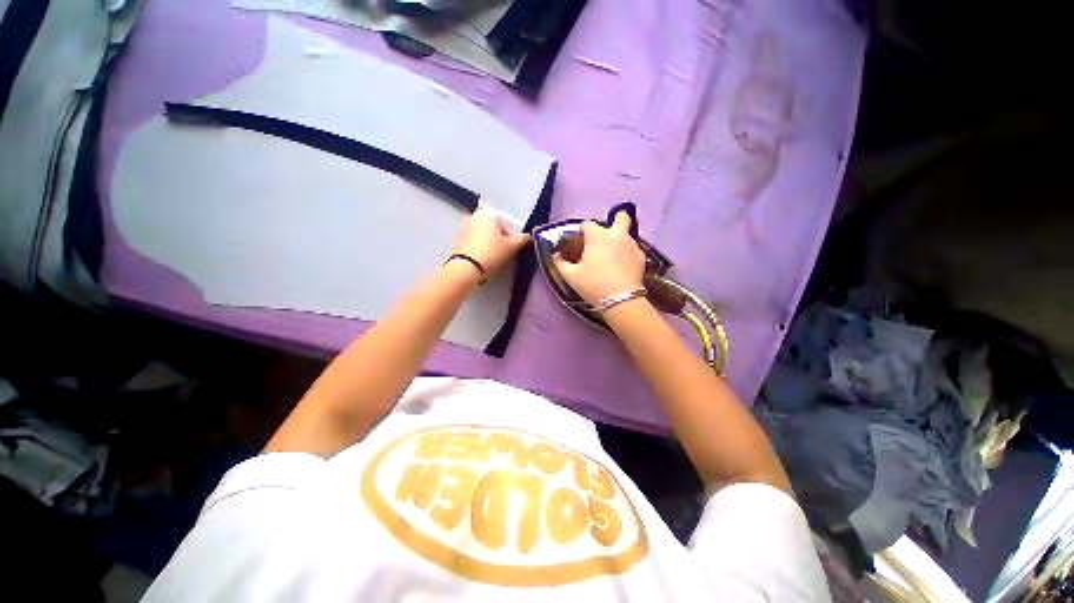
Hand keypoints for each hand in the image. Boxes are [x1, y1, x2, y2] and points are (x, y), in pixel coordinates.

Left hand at [451, 207, 530, 277]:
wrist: (467, 268)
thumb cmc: (492, 253)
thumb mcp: (511, 247)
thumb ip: (521, 239)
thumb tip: (528, 236)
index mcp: (488, 214)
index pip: (504, 225)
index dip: (510, 239)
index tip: (511, 249)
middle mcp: (474, 217)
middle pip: (492, 230)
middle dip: (498, 241)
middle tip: (503, 255)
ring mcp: (464, 228)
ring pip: (483, 237)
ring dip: (489, 246)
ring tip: (493, 260)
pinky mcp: (457, 241)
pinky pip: (473, 244)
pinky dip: (479, 250)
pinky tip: (482, 261)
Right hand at [553, 211, 645, 306]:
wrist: (621, 300)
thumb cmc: (593, 285)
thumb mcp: (571, 276)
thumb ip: (560, 263)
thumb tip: (556, 255)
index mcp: (597, 236)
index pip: (588, 224)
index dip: (583, 231)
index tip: (581, 242)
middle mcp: (616, 235)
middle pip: (621, 217)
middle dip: (615, 220)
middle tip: (607, 236)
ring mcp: (632, 244)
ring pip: (626, 234)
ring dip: (619, 240)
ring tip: (612, 257)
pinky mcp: (641, 256)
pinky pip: (633, 249)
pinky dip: (627, 253)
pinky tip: (622, 267)